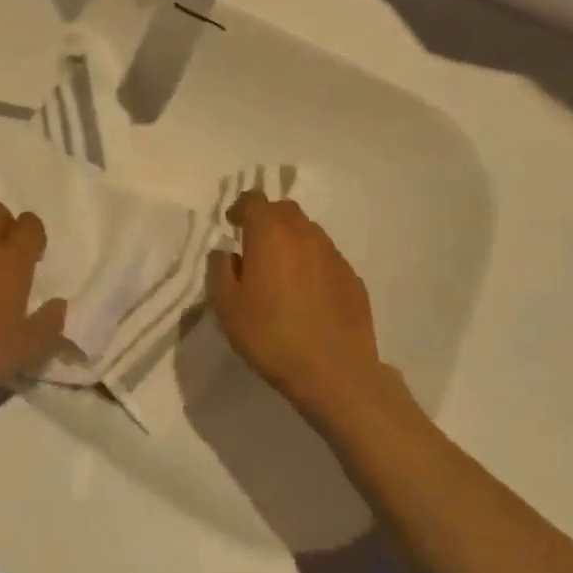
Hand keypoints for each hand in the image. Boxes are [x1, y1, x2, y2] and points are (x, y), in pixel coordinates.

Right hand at [207, 192, 388, 426]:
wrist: (335, 373)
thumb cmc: (272, 336)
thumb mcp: (227, 307)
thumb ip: (219, 270)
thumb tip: (226, 252)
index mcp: (270, 232)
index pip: (254, 200)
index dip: (240, 208)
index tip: (232, 226)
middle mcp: (304, 233)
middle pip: (284, 210)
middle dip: (267, 220)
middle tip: (255, 247)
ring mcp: (333, 254)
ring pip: (308, 232)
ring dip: (291, 241)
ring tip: (282, 273)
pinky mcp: (353, 278)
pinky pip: (326, 258)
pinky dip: (312, 265)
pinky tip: (308, 295)